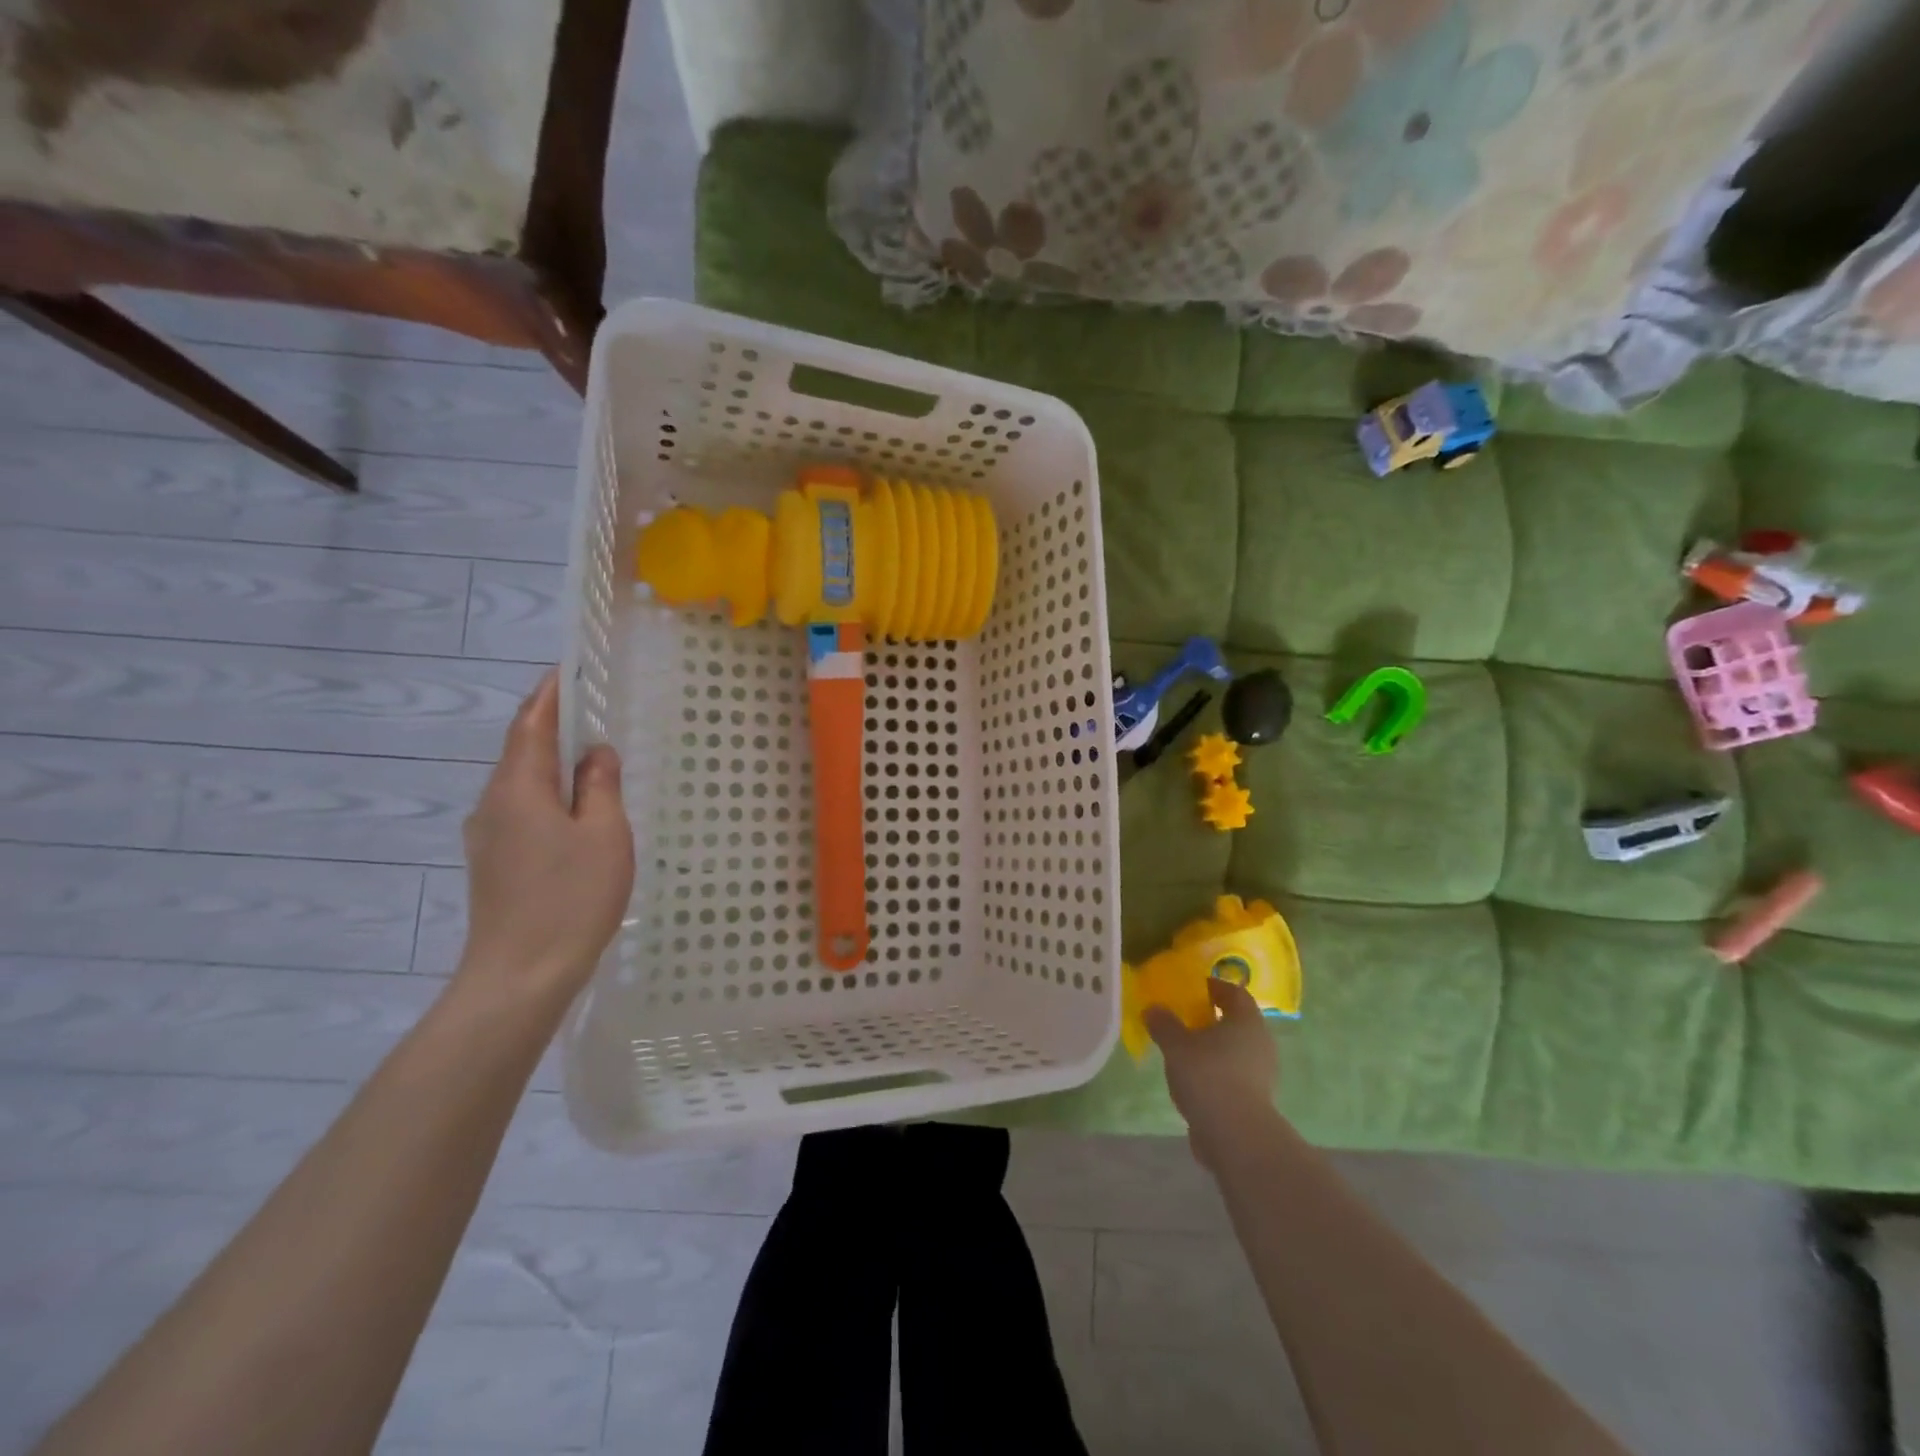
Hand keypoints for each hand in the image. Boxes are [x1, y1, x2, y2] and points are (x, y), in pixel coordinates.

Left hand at [456, 672, 634, 1002]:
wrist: (521, 975)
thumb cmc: (571, 897)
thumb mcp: (603, 834)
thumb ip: (600, 786)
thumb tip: (595, 752)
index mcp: (518, 788)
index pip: (531, 724)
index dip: (549, 694)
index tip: (568, 669)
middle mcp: (493, 804)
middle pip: (522, 752)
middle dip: (554, 727)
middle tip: (592, 710)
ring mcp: (488, 837)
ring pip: (523, 785)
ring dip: (553, 765)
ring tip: (591, 759)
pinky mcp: (494, 864)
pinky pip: (523, 812)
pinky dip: (549, 796)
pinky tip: (577, 811)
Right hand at [1146, 979, 1278, 1167]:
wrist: (1236, 1136)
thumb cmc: (1208, 1076)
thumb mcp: (1176, 1045)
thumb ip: (1163, 1024)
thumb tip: (1153, 1009)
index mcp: (1246, 1020)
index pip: (1235, 992)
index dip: (1214, 987)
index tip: (1192, 989)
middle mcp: (1261, 1042)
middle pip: (1236, 1022)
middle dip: (1211, 1019)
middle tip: (1184, 1020)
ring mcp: (1263, 1074)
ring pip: (1236, 1050)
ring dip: (1213, 1048)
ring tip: (1184, 1053)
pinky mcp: (1257, 1100)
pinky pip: (1235, 1076)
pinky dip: (1217, 1073)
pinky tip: (1194, 1082)